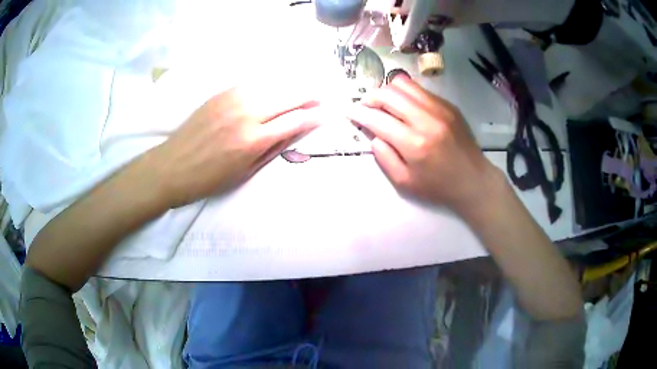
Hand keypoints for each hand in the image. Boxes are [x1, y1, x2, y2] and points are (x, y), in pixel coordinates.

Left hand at [149, 86, 320, 207]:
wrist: (172, 166)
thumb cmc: (209, 179)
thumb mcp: (245, 172)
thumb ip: (271, 149)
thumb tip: (294, 131)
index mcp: (253, 139)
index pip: (295, 120)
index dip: (314, 116)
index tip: (327, 113)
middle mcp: (247, 113)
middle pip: (288, 96)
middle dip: (309, 95)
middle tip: (322, 96)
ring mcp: (232, 99)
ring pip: (272, 85)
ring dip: (291, 87)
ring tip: (303, 89)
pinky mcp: (221, 93)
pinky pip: (253, 84)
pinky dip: (269, 86)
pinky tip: (274, 88)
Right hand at [347, 76, 501, 212]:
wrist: (474, 180)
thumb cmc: (438, 186)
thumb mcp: (405, 182)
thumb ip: (385, 158)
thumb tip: (374, 136)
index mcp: (414, 143)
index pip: (377, 119)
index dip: (358, 113)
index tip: (348, 110)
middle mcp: (426, 119)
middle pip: (388, 94)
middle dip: (370, 97)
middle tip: (366, 106)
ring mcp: (440, 108)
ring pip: (404, 84)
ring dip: (388, 91)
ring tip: (385, 103)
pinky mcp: (448, 105)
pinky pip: (420, 89)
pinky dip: (406, 94)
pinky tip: (406, 106)